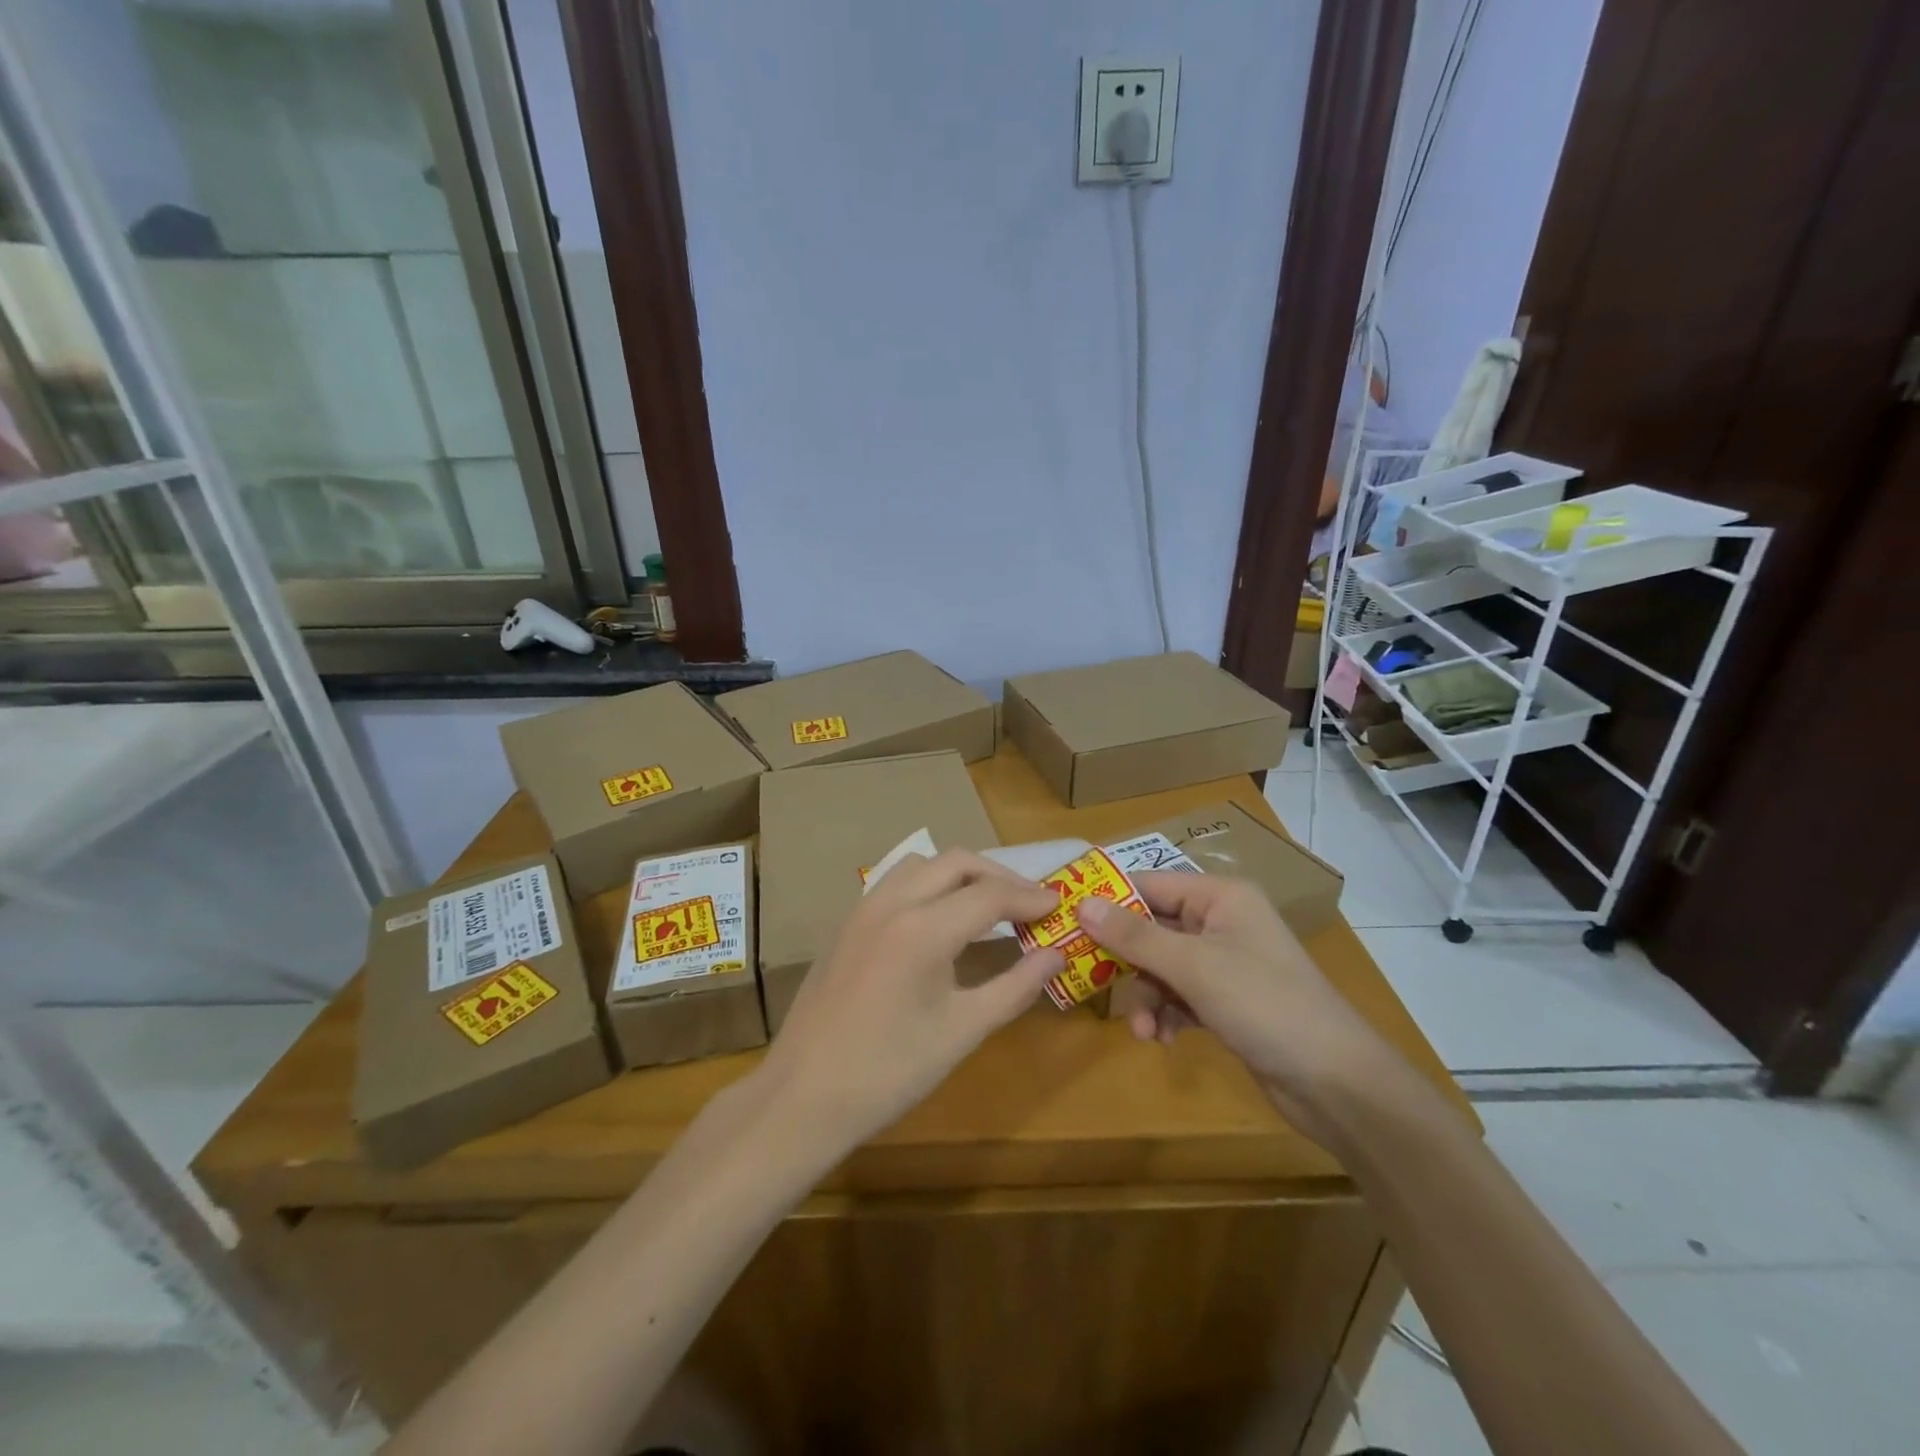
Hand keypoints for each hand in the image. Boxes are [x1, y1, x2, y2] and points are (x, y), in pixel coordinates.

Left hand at [758, 850, 1063, 1152]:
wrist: (805, 1095)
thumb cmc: (890, 1071)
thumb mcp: (962, 1031)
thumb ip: (1015, 987)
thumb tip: (1056, 955)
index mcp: (924, 928)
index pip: (990, 895)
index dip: (1029, 898)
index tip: (1060, 904)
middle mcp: (893, 903)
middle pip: (957, 862)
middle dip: (999, 876)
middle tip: (1029, 903)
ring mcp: (864, 908)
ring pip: (922, 864)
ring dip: (961, 873)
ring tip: (988, 904)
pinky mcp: (847, 923)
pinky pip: (896, 881)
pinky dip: (929, 883)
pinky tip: (940, 918)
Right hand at [1076, 873, 1391, 1138]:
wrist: (1337, 1083)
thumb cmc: (1265, 1005)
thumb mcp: (1193, 967)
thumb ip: (1135, 936)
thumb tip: (1082, 904)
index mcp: (1220, 896)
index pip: (1150, 884)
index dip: (1109, 900)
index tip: (1067, 919)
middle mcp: (1221, 922)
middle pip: (1152, 927)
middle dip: (1126, 960)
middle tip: (1089, 978)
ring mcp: (1225, 963)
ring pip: (1161, 966)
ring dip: (1146, 996)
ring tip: (1142, 1030)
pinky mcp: (1227, 1001)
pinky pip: (1179, 995)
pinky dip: (1166, 1014)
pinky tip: (1162, 1039)